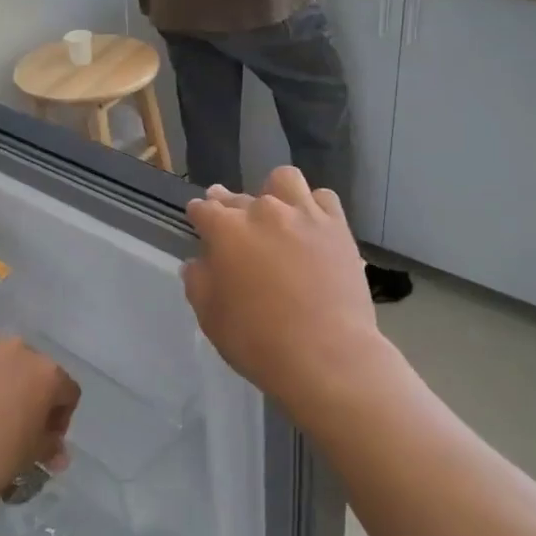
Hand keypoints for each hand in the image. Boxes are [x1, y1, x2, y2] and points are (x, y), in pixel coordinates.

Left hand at [0, 333, 78, 510]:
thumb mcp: (29, 457)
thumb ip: (49, 446)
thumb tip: (56, 452)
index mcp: (46, 373)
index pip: (67, 392)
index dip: (60, 419)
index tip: (45, 441)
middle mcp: (18, 348)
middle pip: (34, 371)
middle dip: (31, 396)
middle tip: (16, 426)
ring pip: (2, 363)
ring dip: (2, 383)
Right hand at [182, 168, 383, 405]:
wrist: (326, 354)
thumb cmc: (258, 341)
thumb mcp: (210, 318)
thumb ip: (198, 281)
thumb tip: (198, 262)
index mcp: (226, 231)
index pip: (203, 209)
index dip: (198, 215)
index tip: (198, 221)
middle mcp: (264, 212)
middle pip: (239, 197)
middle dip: (229, 205)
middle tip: (232, 225)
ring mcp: (304, 215)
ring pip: (283, 181)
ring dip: (273, 192)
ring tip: (275, 212)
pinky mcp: (337, 227)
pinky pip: (323, 198)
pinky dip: (313, 206)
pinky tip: (310, 224)